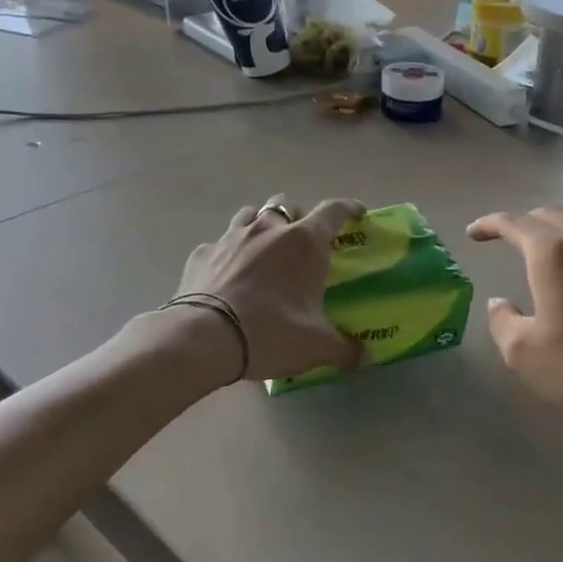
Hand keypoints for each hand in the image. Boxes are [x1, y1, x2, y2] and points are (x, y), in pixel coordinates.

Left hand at [175, 196, 365, 382]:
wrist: (203, 338)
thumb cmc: (271, 332)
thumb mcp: (317, 346)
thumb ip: (344, 349)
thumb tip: (361, 356)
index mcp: (304, 242)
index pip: (333, 211)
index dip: (348, 208)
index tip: (357, 212)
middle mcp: (268, 230)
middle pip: (286, 204)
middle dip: (297, 216)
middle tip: (302, 241)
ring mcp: (230, 238)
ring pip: (249, 215)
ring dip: (261, 227)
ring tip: (264, 250)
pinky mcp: (201, 254)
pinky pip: (219, 244)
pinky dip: (228, 254)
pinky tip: (228, 275)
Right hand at [467, 207, 562, 443]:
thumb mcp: (524, 354)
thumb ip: (503, 321)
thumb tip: (500, 303)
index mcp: (555, 254)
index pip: (515, 223)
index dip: (490, 224)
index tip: (474, 234)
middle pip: (552, 215)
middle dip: (525, 223)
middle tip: (508, 240)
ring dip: (560, 230)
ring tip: (548, 251)